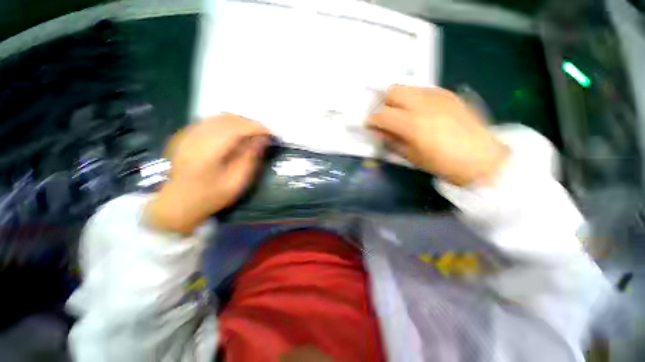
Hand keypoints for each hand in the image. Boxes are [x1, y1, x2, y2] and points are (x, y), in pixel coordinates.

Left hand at [145, 114, 269, 234]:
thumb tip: (263, 139)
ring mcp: (188, 133)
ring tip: (252, 134)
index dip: (257, 128)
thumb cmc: (210, 196)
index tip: (272, 134)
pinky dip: (227, 124)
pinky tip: (235, 135)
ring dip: (240, 123)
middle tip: (264, 135)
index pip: (237, 128)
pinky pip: (211, 121)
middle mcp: (196, 136)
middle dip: (250, 123)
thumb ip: (250, 158)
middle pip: (228, 118)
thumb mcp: (236, 182)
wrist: (176, 203)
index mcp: (208, 150)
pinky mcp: (185, 134)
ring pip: (219, 117)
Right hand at [368, 85, 507, 185]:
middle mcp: (423, 103)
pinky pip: (424, 90)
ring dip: (399, 100)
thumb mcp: (411, 156)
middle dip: (385, 103)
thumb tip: (377, 132)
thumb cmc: (443, 164)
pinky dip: (415, 98)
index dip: (372, 120)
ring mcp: (438, 96)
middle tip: (387, 118)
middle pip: (393, 91)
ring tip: (403, 114)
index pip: (382, 114)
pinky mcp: (449, 94)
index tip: (370, 126)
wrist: (482, 159)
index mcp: (412, 124)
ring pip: (408, 87)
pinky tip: (421, 112)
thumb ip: (391, 141)